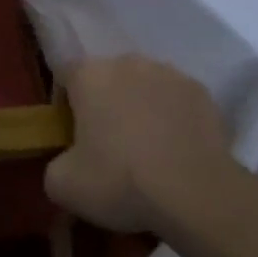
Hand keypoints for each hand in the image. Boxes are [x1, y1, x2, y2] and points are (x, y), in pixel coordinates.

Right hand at [45, 57, 230, 233]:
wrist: (195, 194)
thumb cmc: (120, 181)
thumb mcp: (63, 186)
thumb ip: (54, 164)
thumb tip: (67, 163)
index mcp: (89, 75)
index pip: (65, 76)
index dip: (64, 105)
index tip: (71, 136)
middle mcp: (128, 62)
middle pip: (107, 79)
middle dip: (104, 104)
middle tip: (107, 145)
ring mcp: (170, 74)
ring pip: (144, 87)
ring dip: (140, 107)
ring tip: (146, 149)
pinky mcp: (202, 92)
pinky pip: (176, 101)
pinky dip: (172, 118)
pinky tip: (175, 151)